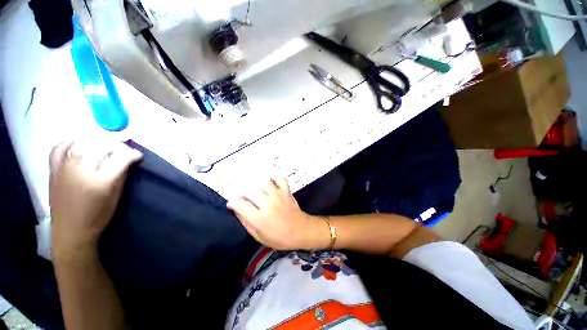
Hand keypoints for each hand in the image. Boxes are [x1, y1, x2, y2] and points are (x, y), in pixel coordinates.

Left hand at [49, 140, 141, 256]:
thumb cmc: (97, 217)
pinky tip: (81, 144)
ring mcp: (64, 168)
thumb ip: (121, 176)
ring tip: (106, 143)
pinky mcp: (53, 170)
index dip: (132, 154)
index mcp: (99, 182)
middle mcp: (80, 171)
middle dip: (117, 144)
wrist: (70, 230)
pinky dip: (71, 142)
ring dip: (97, 139)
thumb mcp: (116, 197)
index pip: (120, 158)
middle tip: (125, 148)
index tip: (138, 155)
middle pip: (101, 145)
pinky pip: (60, 147)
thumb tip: (128, 161)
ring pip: (81, 142)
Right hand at [227, 178, 325, 249]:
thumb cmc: (280, 237)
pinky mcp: (286, 191)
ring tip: (254, 190)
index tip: (232, 204)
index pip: (240, 204)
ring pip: (262, 183)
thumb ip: (246, 223)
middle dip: (242, 194)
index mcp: (260, 218)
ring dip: (255, 185)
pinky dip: (274, 177)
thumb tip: (237, 211)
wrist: (301, 230)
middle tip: (243, 198)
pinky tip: (269, 180)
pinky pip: (279, 178)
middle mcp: (267, 203)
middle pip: (249, 191)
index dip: (232, 203)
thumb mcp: (259, 236)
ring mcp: (278, 195)